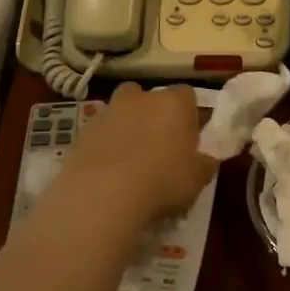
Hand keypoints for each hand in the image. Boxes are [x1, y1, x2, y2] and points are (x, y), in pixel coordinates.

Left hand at [56, 82, 216, 224]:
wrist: (103, 195)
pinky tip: (107, 172)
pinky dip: (104, 145)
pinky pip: (100, 133)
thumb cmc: (163, 181)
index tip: (188, 138)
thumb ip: (205, 162)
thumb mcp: (198, 178)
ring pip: (121, 112)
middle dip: (153, 115)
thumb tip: (207, 157)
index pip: (187, 95)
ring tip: (129, 161)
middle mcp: (141, 98)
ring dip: (126, 128)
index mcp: (174, 104)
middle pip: (149, 97)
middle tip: (157, 146)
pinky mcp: (82, 131)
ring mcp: (108, 112)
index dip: (188, 115)